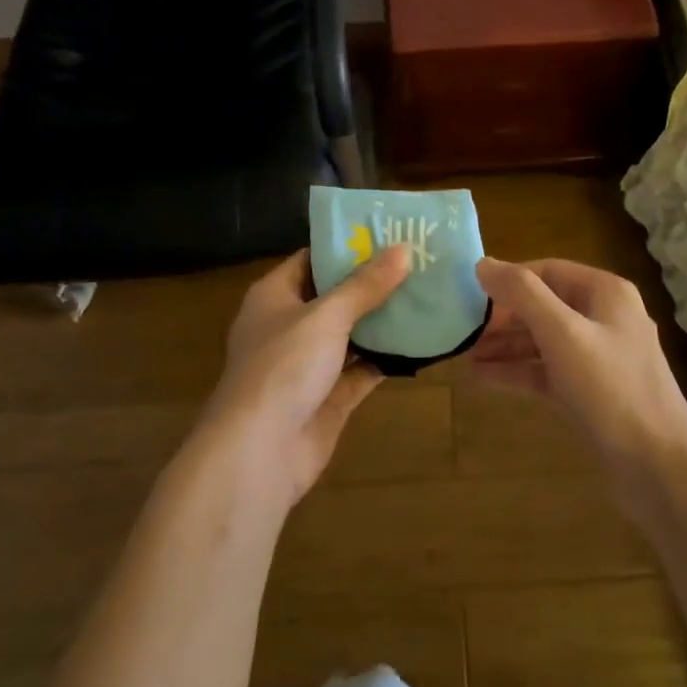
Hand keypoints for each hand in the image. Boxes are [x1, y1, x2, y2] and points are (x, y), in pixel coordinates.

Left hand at [197, 245, 410, 508]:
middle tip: (419, 262)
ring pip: (351, 333)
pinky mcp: (328, 397)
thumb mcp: (326, 316)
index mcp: (275, 296)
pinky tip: (421, 342)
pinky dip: (387, 358)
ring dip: (383, 320)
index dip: (347, 246)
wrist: (259, 453)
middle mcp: (289, 325)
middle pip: (335, 296)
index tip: (389, 233)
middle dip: (373, 282)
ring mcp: (308, 364)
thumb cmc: (283, 367)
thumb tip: (403, 249)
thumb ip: (365, 285)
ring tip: (427, 295)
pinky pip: (362, 369)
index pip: (313, 259)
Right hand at [472, 258, 686, 507]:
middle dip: (504, 317)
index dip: (508, 280)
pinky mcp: (592, 392)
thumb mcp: (563, 335)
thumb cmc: (612, 390)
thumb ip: (522, 295)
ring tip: (465, 354)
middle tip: (463, 329)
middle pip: (544, 305)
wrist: (660, 469)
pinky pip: (548, 370)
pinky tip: (484, 377)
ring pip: (544, 340)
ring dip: (506, 345)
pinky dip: (519, 371)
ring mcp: (600, 357)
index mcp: (605, 293)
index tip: (470, 294)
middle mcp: (605, 318)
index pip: (547, 271)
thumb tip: (482, 263)